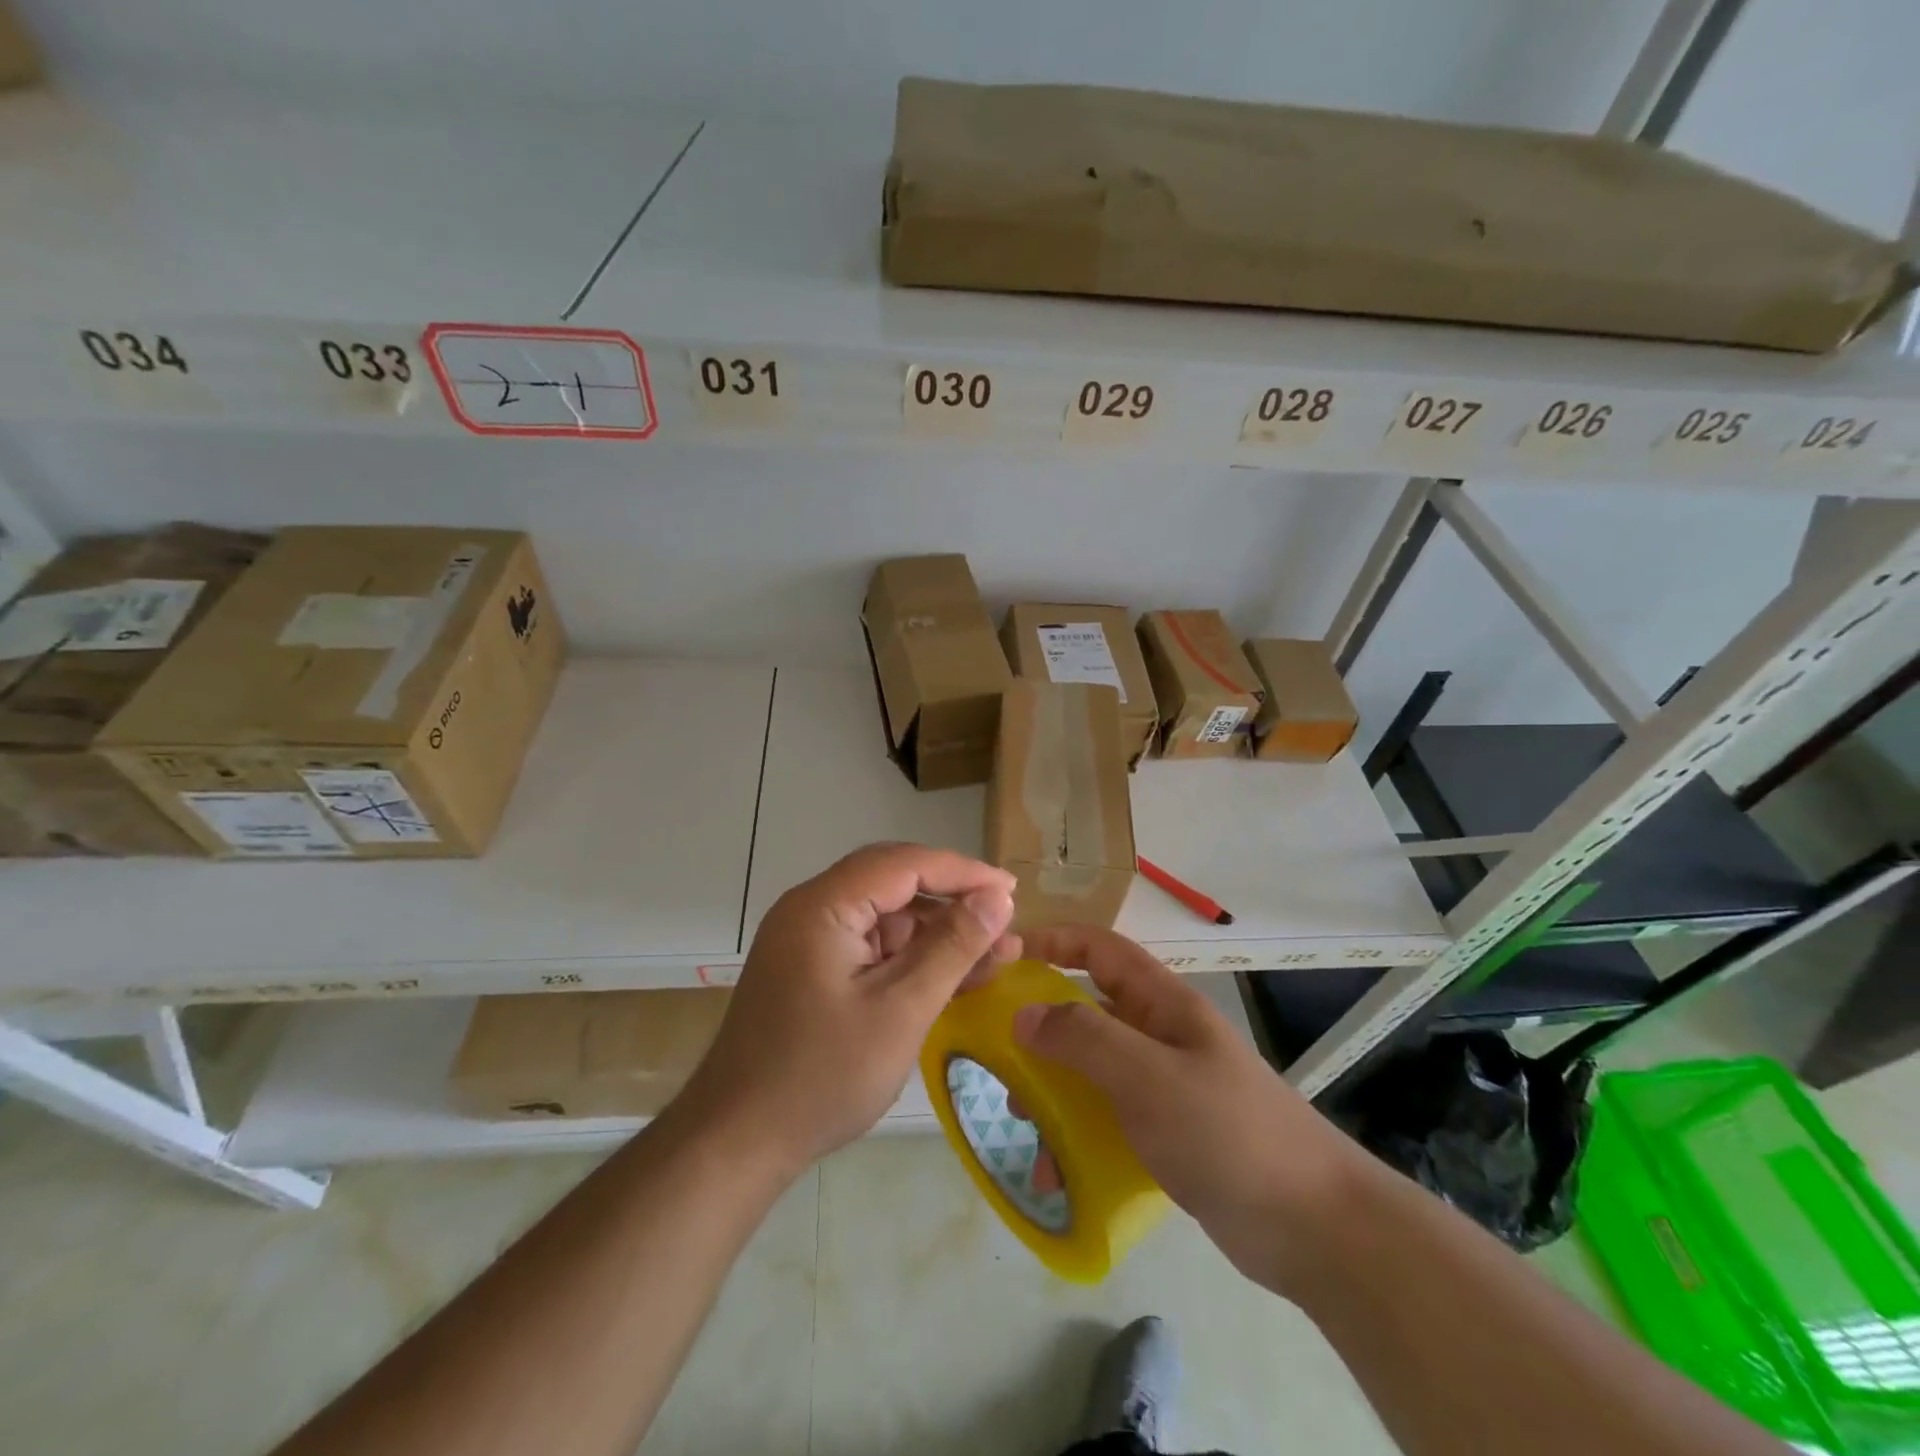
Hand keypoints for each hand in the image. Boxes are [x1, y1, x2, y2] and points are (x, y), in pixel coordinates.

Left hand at [679, 843, 1017, 1178]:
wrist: (736, 1143)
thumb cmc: (821, 1076)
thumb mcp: (901, 1011)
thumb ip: (952, 947)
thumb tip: (998, 899)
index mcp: (823, 905)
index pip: (904, 864)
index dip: (963, 872)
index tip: (1011, 891)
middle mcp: (812, 909)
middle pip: (894, 882)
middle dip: (952, 898)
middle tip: (1002, 919)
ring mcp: (809, 940)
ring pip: (886, 916)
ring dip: (937, 932)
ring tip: (994, 955)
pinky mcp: (812, 968)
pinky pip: (872, 946)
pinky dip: (911, 957)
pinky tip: (953, 977)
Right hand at [1013, 925, 1364, 1292]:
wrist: (1314, 1228)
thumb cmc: (1228, 1133)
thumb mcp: (1148, 1077)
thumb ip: (1083, 1039)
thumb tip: (1021, 1014)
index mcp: (1161, 1003)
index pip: (1099, 948)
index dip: (1052, 941)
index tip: (1002, 957)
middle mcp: (1159, 1035)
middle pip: (1087, 1010)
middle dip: (1040, 1028)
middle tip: (998, 1056)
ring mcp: (1163, 1085)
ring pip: (1090, 1069)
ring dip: (1052, 1091)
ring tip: (1024, 1123)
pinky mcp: (1165, 1133)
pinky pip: (1105, 1120)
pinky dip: (1075, 1138)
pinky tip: (1056, 1174)